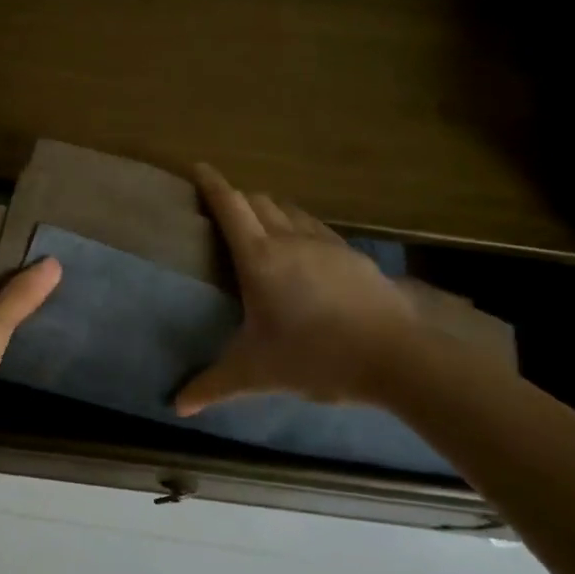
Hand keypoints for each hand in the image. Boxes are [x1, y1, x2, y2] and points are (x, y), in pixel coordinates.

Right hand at [175, 164, 421, 413]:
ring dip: (269, 210)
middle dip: (237, 198)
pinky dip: (298, 226)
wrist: (396, 356)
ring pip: (289, 210)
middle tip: (222, 209)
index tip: (197, 167)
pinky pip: (315, 227)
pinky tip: (303, 249)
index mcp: (259, 258)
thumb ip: (213, 385)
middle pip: (258, 201)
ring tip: (260, 226)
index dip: (211, 184)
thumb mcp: (255, 373)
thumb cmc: (314, 357)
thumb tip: (177, 406)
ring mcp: (325, 243)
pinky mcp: (352, 255)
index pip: (229, 206)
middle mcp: (289, 239)